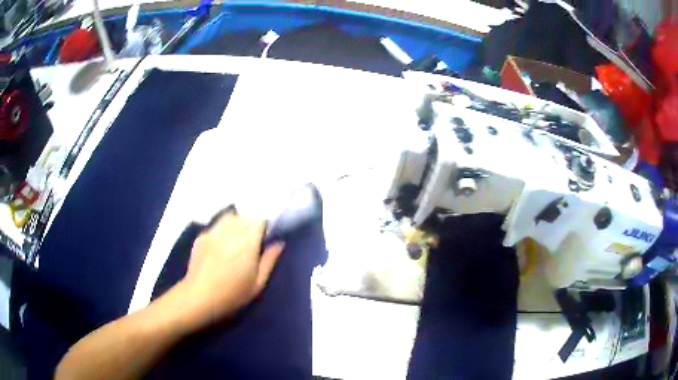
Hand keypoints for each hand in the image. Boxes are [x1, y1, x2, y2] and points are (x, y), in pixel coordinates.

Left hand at [177, 210, 283, 329]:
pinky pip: (216, 226)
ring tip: (237, 240)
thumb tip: (279, 243)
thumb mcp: (258, 283)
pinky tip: (221, 246)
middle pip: (244, 216)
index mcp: (247, 241)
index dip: (265, 226)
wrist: (199, 297)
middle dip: (251, 223)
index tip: (266, 238)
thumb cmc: (233, 294)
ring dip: (237, 223)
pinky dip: (222, 230)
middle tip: (253, 241)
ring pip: (229, 217)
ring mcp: (213, 232)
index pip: (259, 219)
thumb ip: (269, 260)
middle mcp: (230, 230)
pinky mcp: (201, 236)